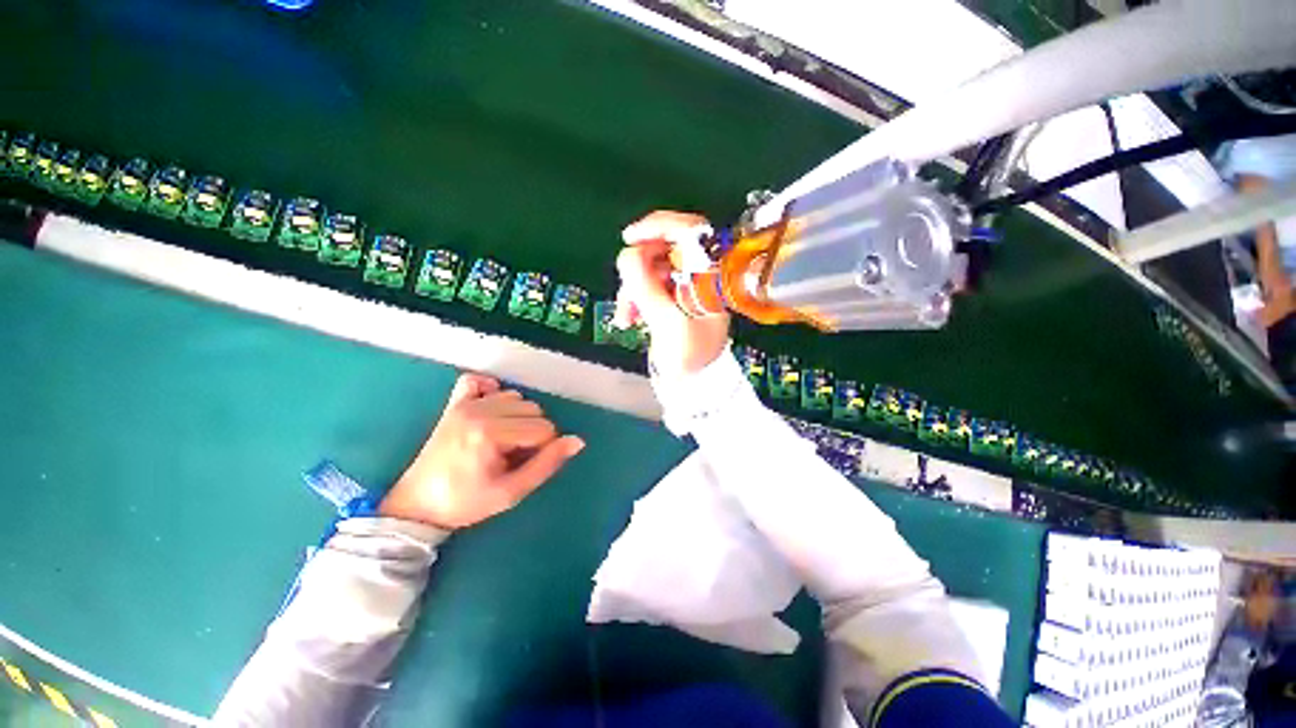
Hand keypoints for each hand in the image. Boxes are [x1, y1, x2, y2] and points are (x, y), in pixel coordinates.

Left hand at [379, 374, 584, 528]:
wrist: (417, 506)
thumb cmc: (467, 503)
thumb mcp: (512, 492)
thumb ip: (547, 464)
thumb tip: (577, 441)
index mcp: (491, 434)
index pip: (544, 429)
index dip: (543, 449)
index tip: (524, 465)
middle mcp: (479, 411)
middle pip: (533, 409)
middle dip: (532, 432)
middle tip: (513, 456)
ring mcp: (465, 404)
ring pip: (516, 397)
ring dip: (518, 416)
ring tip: (502, 440)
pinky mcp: (454, 403)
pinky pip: (478, 380)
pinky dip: (491, 390)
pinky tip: (492, 409)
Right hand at [614, 210, 730, 375]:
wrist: (694, 383)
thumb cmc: (689, 356)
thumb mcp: (667, 323)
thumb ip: (646, 288)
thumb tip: (626, 254)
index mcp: (711, 275)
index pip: (690, 231)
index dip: (659, 226)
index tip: (629, 238)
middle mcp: (701, 273)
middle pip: (665, 247)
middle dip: (639, 267)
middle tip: (626, 288)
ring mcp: (686, 284)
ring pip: (652, 266)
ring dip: (633, 288)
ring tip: (627, 316)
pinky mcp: (674, 296)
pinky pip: (649, 283)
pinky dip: (636, 297)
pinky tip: (629, 318)